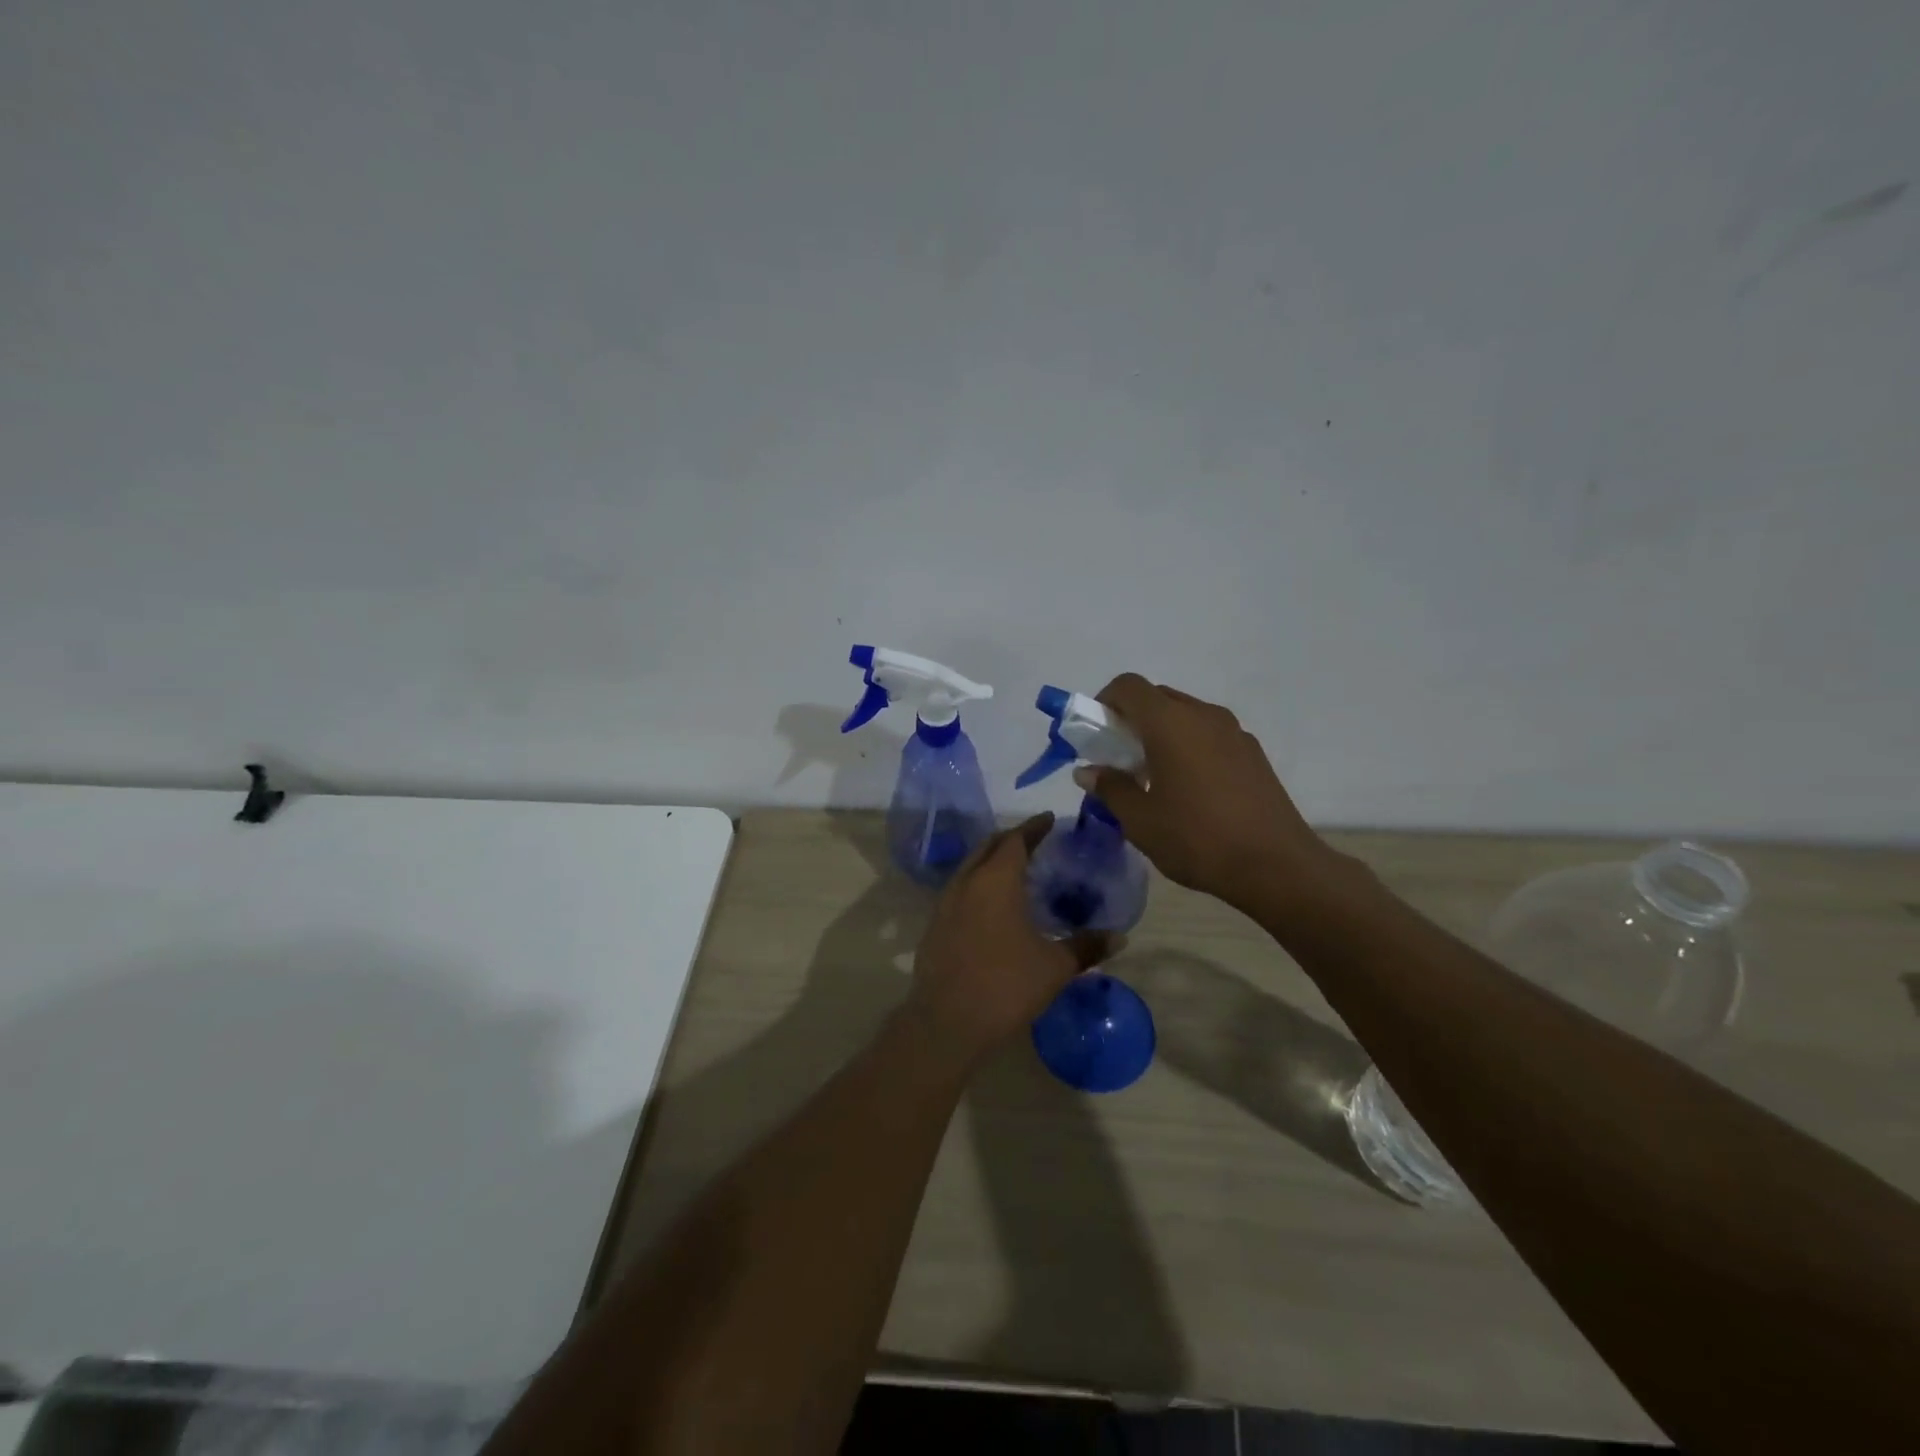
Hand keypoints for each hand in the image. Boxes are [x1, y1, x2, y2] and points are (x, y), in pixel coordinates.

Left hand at [907, 814, 1117, 1065]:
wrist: (947, 1021)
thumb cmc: (1006, 985)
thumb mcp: (1055, 966)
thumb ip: (1087, 946)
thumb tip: (1120, 937)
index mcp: (996, 881)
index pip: (1016, 840)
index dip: (1034, 827)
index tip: (1049, 819)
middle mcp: (966, 882)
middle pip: (988, 847)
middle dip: (1011, 838)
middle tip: (1034, 839)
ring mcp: (945, 904)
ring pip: (969, 867)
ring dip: (991, 859)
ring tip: (1013, 868)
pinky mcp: (934, 925)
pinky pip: (959, 889)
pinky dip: (977, 883)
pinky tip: (989, 904)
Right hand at [1076, 675, 1351, 915]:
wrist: (1277, 866)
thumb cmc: (1197, 839)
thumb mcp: (1140, 820)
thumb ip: (1110, 788)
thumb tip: (1088, 771)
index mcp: (1170, 723)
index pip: (1128, 686)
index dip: (1104, 702)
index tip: (1096, 736)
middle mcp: (1203, 715)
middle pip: (1157, 697)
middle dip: (1131, 719)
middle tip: (1119, 759)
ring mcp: (1233, 732)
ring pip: (1185, 715)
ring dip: (1161, 733)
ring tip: (1154, 777)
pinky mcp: (1252, 752)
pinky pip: (1209, 734)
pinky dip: (1189, 746)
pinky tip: (1189, 789)